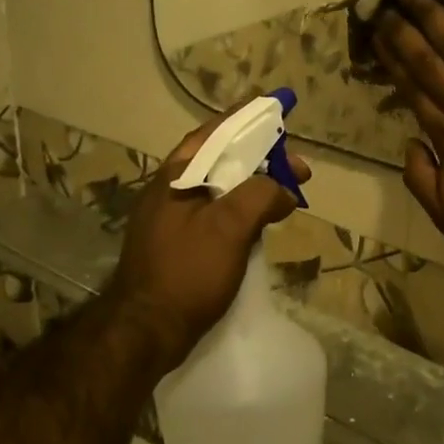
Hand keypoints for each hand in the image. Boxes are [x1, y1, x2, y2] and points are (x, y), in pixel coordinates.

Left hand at [102, 112, 312, 374]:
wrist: (145, 332)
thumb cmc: (187, 272)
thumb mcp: (229, 226)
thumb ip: (260, 195)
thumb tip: (283, 190)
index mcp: (176, 176)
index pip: (215, 132)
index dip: (247, 119)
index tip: (277, 111)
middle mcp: (169, 191)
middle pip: (220, 160)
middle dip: (261, 159)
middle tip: (297, 170)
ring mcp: (170, 220)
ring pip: (219, 189)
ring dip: (253, 187)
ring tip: (285, 196)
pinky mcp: (177, 246)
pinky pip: (215, 215)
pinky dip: (241, 212)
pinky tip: (259, 226)